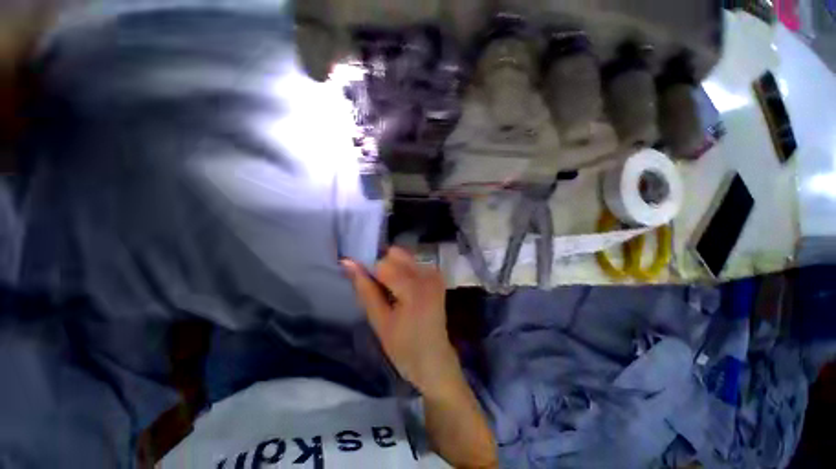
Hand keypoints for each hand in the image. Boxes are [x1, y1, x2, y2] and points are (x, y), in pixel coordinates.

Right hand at [342, 248, 461, 397]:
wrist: (434, 360)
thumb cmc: (404, 348)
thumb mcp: (379, 321)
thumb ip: (365, 289)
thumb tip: (347, 262)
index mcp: (414, 288)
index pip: (383, 264)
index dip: (370, 274)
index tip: (369, 290)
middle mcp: (427, 274)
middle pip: (395, 254)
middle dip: (383, 268)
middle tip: (382, 292)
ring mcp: (434, 274)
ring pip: (404, 257)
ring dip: (393, 270)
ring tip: (393, 294)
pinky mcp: (437, 277)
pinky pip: (413, 264)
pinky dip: (403, 273)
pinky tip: (403, 292)